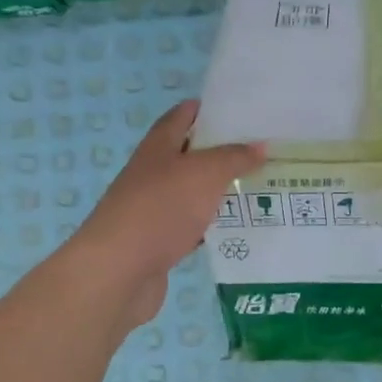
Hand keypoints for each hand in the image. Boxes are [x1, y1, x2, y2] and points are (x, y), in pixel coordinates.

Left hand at [70, 100, 264, 326]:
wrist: (119, 271)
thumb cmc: (160, 209)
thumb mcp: (204, 174)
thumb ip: (234, 158)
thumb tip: (261, 146)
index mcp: (158, 148)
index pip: (182, 117)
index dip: (207, 110)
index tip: (240, 110)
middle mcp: (153, 174)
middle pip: (189, 156)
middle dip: (222, 152)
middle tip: (262, 151)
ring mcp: (154, 209)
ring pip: (193, 193)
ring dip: (220, 190)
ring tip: (260, 187)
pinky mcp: (159, 242)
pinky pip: (193, 227)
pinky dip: (213, 225)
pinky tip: (239, 229)